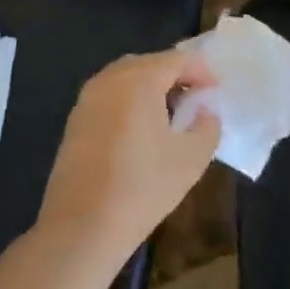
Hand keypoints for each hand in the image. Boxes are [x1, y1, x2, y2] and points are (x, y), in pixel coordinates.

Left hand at [39, 50, 219, 263]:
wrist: (80, 228)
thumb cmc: (142, 188)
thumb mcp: (191, 159)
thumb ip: (207, 127)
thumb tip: (204, 112)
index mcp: (139, 80)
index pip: (177, 60)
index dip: (201, 72)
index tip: (215, 93)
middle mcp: (110, 79)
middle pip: (150, 63)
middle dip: (175, 76)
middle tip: (194, 101)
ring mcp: (87, 98)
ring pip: (126, 77)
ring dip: (150, 87)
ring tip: (169, 115)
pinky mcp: (74, 120)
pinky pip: (109, 95)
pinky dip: (129, 101)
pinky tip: (139, 131)